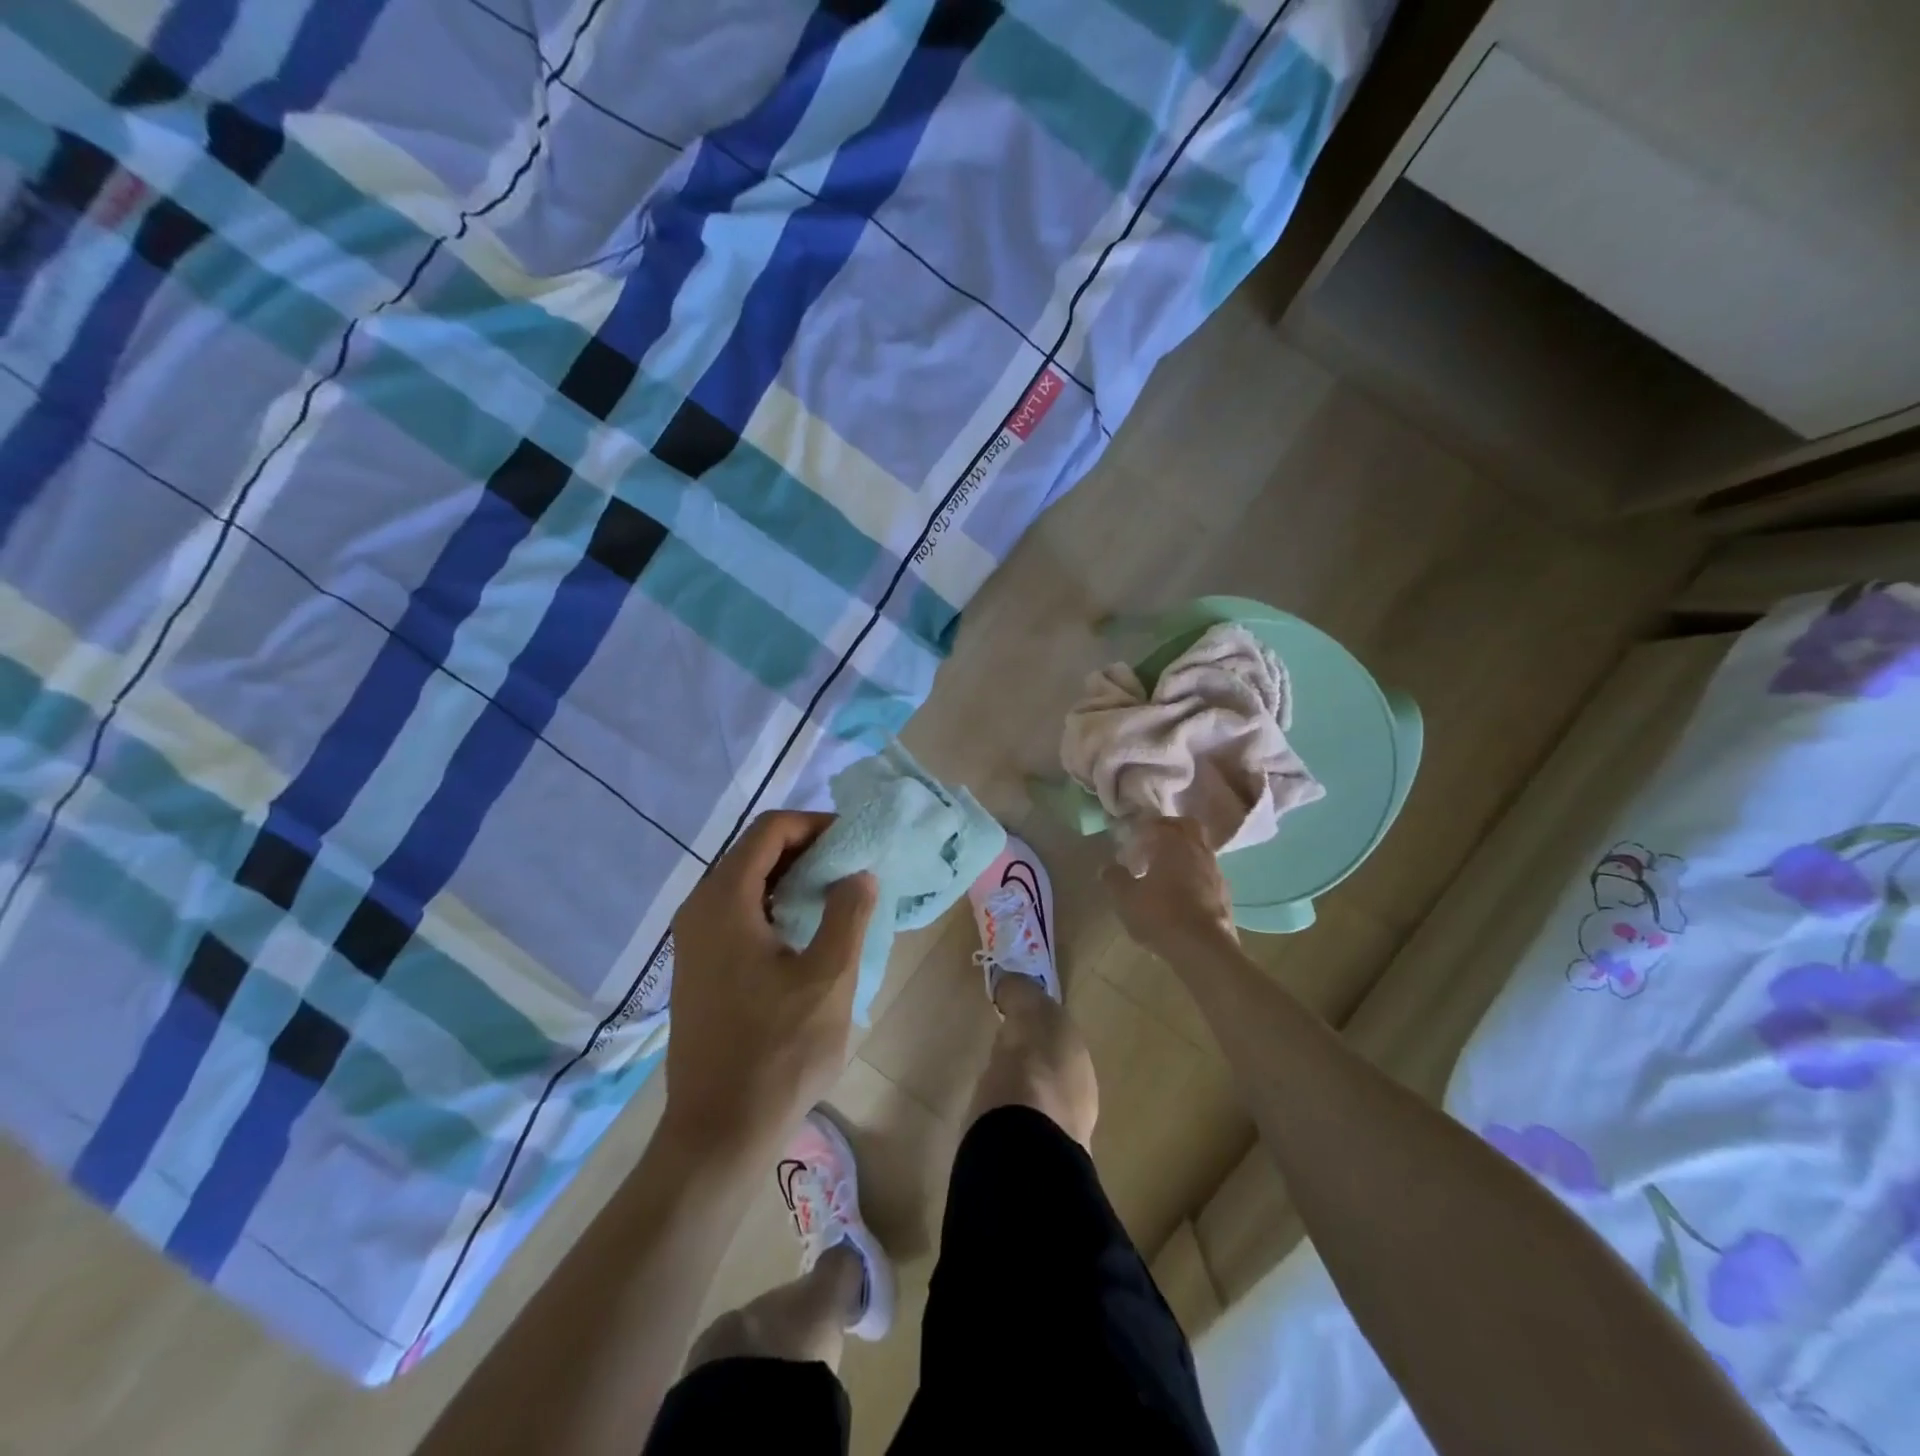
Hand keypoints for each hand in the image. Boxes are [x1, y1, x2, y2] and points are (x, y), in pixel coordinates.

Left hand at [664, 811, 877, 1153]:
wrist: (718, 1131)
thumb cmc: (778, 1051)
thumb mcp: (829, 978)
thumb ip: (848, 913)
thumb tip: (857, 874)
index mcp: (724, 901)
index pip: (770, 830)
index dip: (815, 825)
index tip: (855, 842)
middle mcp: (700, 908)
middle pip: (755, 851)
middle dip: (806, 849)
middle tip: (852, 866)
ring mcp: (693, 939)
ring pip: (746, 882)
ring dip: (792, 877)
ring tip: (837, 895)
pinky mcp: (698, 966)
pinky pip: (738, 912)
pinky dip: (774, 904)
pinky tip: (806, 930)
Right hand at [1101, 817, 1237, 960]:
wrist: (1203, 949)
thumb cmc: (1160, 915)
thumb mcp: (1125, 898)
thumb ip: (1114, 879)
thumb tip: (1107, 867)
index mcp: (1173, 843)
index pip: (1159, 823)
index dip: (1144, 828)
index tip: (1132, 838)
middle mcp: (1198, 850)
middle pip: (1188, 827)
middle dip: (1171, 830)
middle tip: (1152, 844)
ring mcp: (1215, 871)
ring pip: (1200, 850)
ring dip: (1184, 854)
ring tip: (1165, 872)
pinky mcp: (1225, 893)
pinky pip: (1208, 874)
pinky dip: (1195, 875)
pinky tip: (1182, 893)